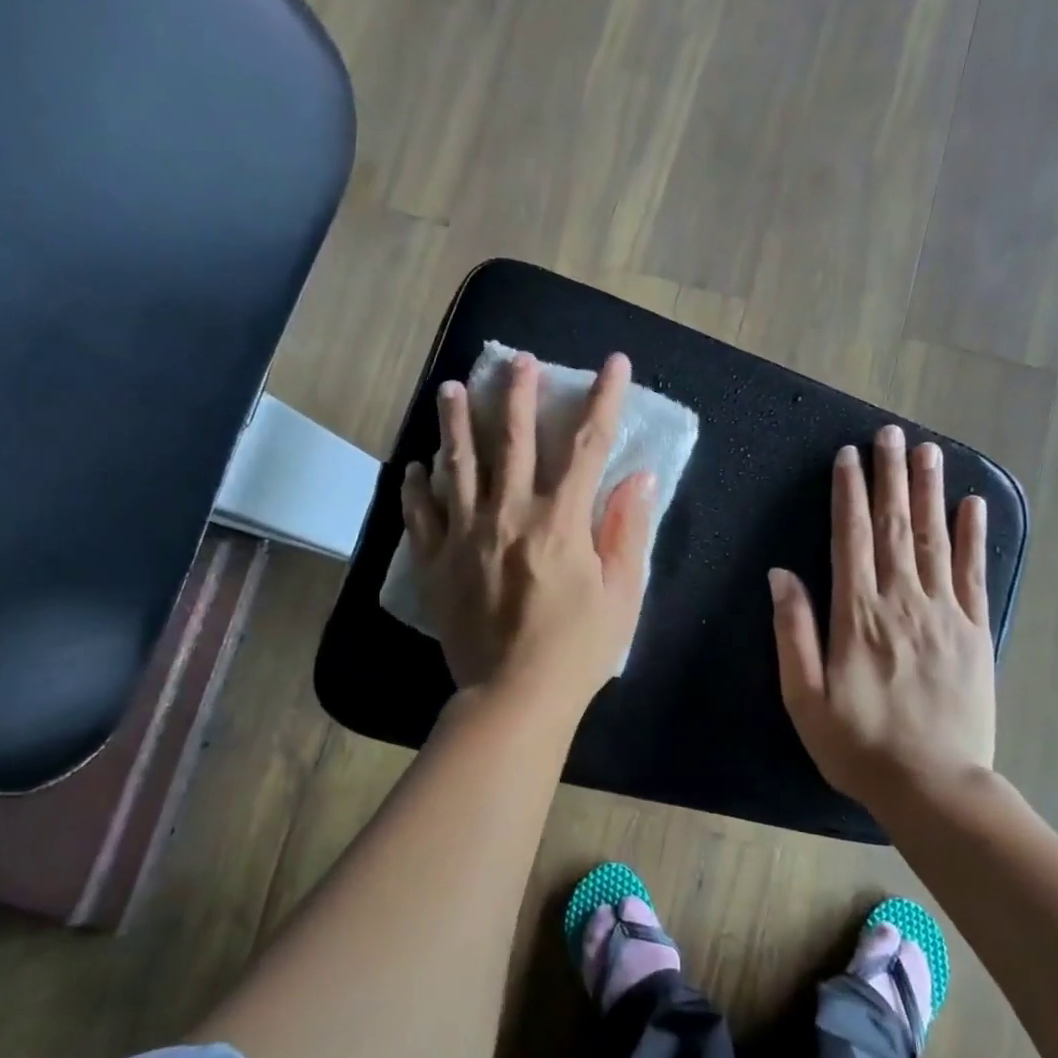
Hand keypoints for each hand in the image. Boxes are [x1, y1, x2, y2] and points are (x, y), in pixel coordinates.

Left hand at [400, 350, 653, 715]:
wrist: (513, 698)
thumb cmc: (578, 649)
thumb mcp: (621, 593)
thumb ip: (627, 530)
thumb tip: (639, 477)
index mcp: (561, 522)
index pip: (587, 446)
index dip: (603, 399)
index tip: (613, 363)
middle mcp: (509, 515)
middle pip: (511, 440)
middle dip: (517, 394)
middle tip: (516, 360)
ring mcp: (465, 536)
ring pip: (458, 465)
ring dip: (456, 422)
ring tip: (451, 388)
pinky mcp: (436, 563)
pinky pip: (422, 514)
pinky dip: (418, 486)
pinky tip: (417, 465)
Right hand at [769, 425, 996, 811]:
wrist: (934, 787)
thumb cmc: (858, 744)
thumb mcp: (804, 697)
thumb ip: (792, 632)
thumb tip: (781, 574)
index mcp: (856, 615)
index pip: (851, 538)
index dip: (848, 493)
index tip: (848, 456)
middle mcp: (901, 601)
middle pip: (895, 526)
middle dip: (890, 476)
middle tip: (891, 433)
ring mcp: (944, 613)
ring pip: (934, 539)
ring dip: (929, 492)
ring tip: (928, 450)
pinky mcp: (974, 632)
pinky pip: (972, 573)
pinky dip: (972, 536)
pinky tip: (972, 505)